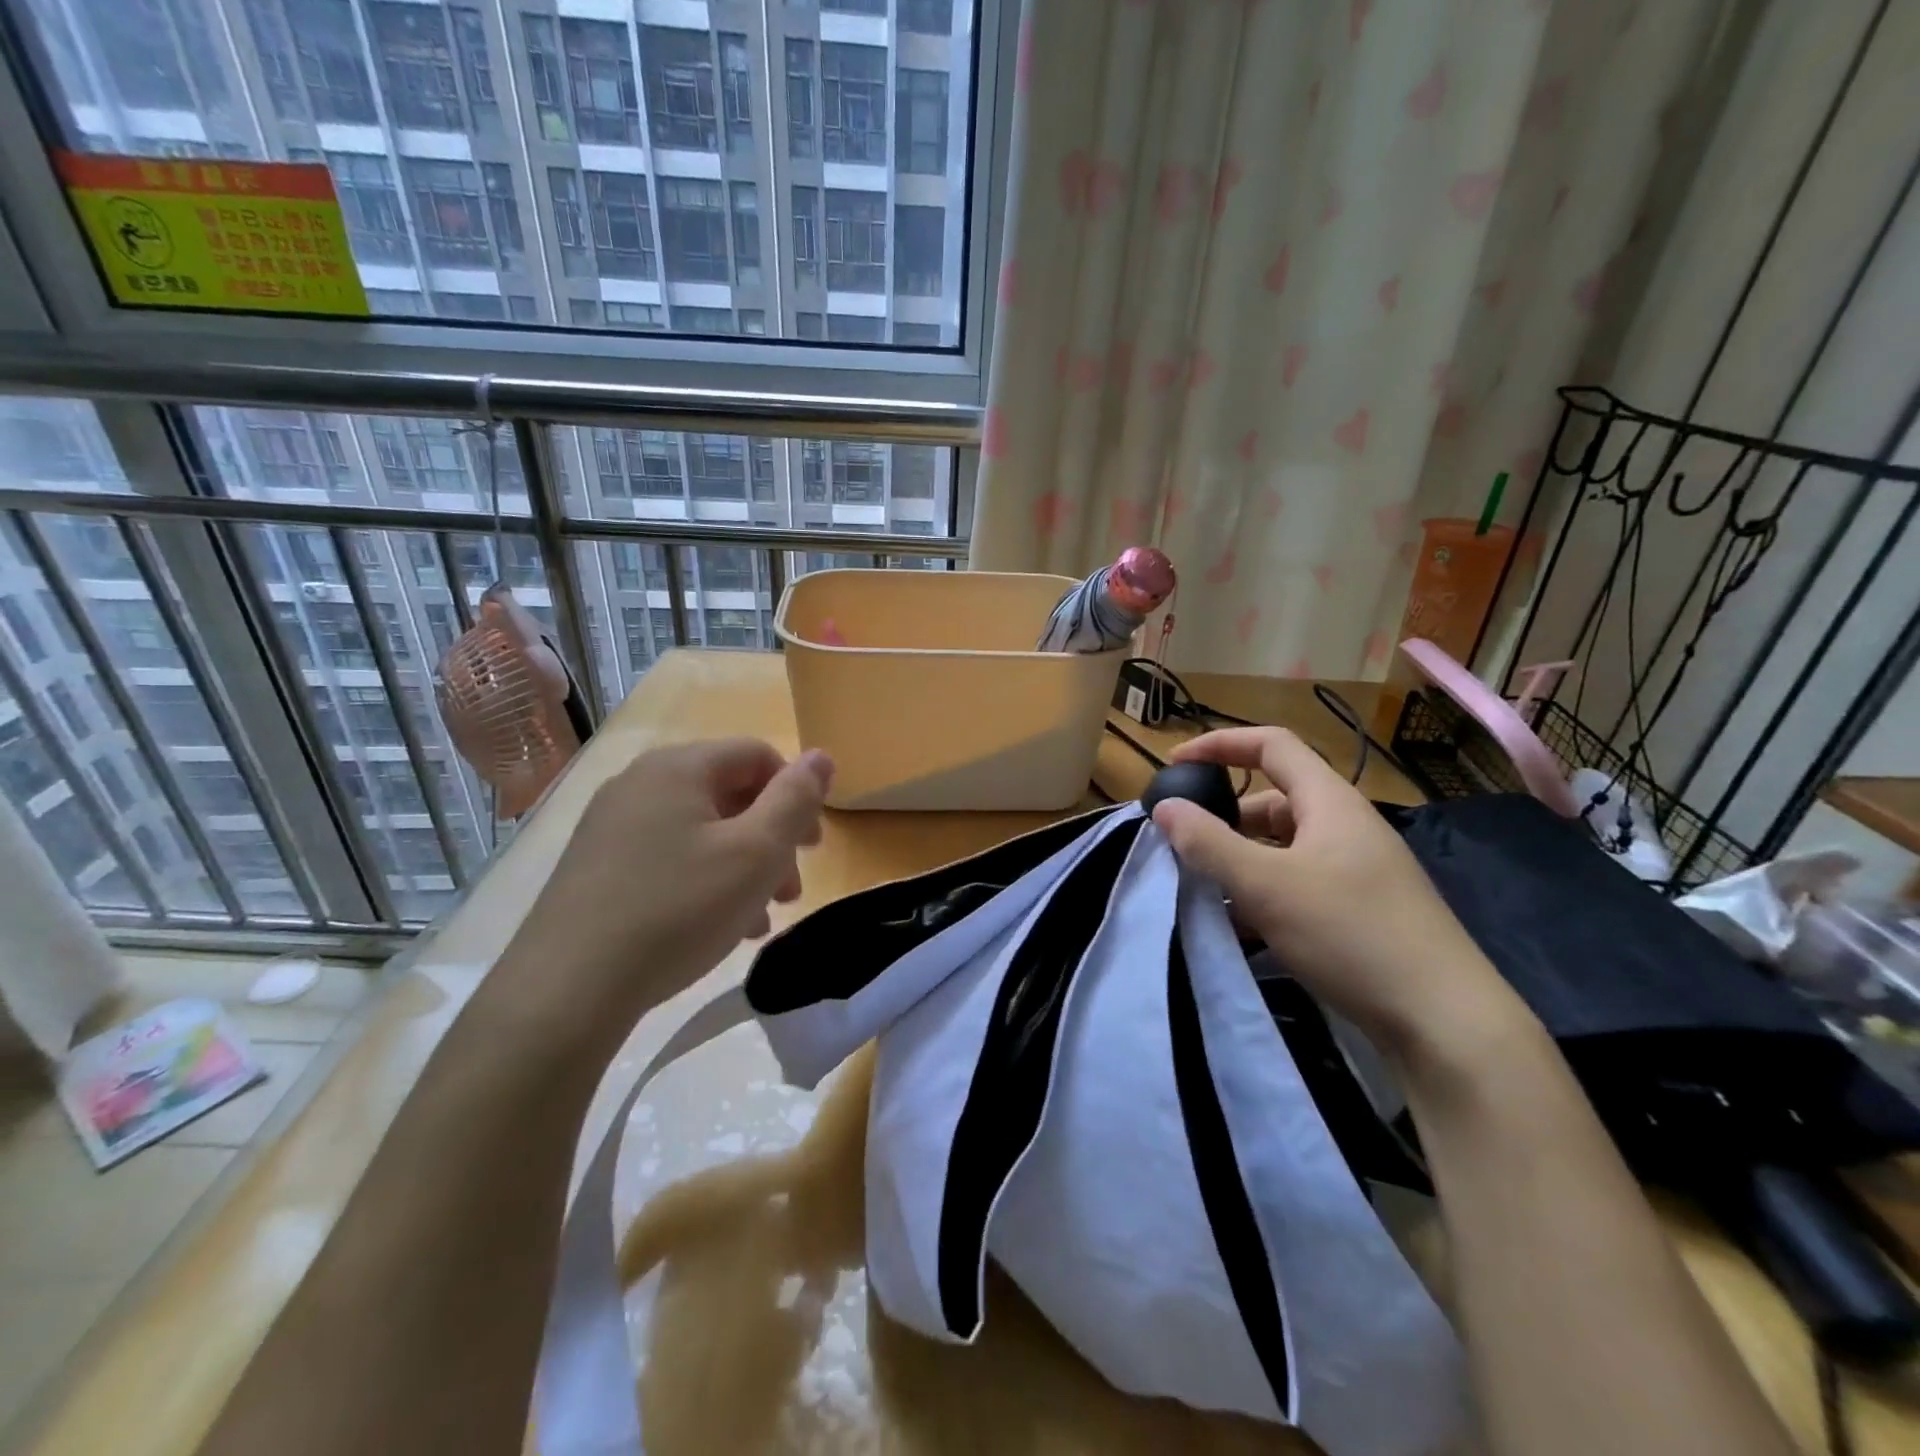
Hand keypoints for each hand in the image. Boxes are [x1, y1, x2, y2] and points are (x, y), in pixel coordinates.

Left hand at [501, 739, 832, 1046]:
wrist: (567, 989)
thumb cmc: (678, 909)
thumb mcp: (756, 853)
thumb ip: (796, 799)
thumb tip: (821, 755)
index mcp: (679, 767)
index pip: (758, 755)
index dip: (796, 795)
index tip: (812, 848)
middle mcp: (640, 783)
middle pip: (730, 795)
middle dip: (771, 840)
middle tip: (790, 891)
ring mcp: (611, 826)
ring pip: (701, 833)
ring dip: (742, 868)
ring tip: (758, 920)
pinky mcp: (595, 867)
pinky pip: (668, 859)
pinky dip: (703, 882)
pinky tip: (716, 929)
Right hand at [1150, 726, 1524, 1060]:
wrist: (1445, 1022)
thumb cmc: (1351, 934)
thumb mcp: (1266, 886)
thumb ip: (1209, 843)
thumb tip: (1165, 807)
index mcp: (1330, 802)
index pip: (1271, 745)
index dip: (1219, 744)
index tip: (1174, 766)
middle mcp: (1344, 826)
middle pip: (1272, 800)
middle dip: (1222, 816)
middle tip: (1181, 844)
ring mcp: (1355, 870)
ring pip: (1281, 847)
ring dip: (1239, 860)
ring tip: (1201, 889)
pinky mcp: (1359, 909)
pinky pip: (1296, 883)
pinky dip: (1262, 893)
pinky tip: (1239, 926)